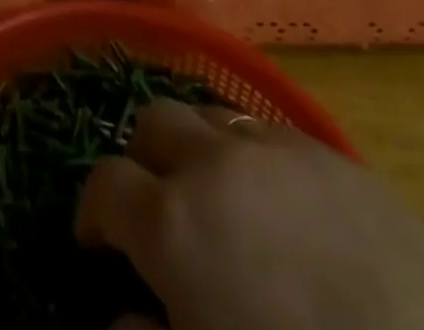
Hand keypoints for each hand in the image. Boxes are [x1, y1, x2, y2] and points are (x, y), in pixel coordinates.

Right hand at [76, 101, 423, 329]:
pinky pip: (268, 130)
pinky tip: (278, 205)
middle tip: (156, 210)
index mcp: (173, 221)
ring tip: (217, 198)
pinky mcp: (331, 151)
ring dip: (196, 147)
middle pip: (152, 124)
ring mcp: (275, 147)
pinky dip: (252, 155)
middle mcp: (213, 162)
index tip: (97, 244)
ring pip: (208, 114)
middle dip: (142, 161)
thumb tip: (120, 319)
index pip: (104, 185)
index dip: (93, 214)